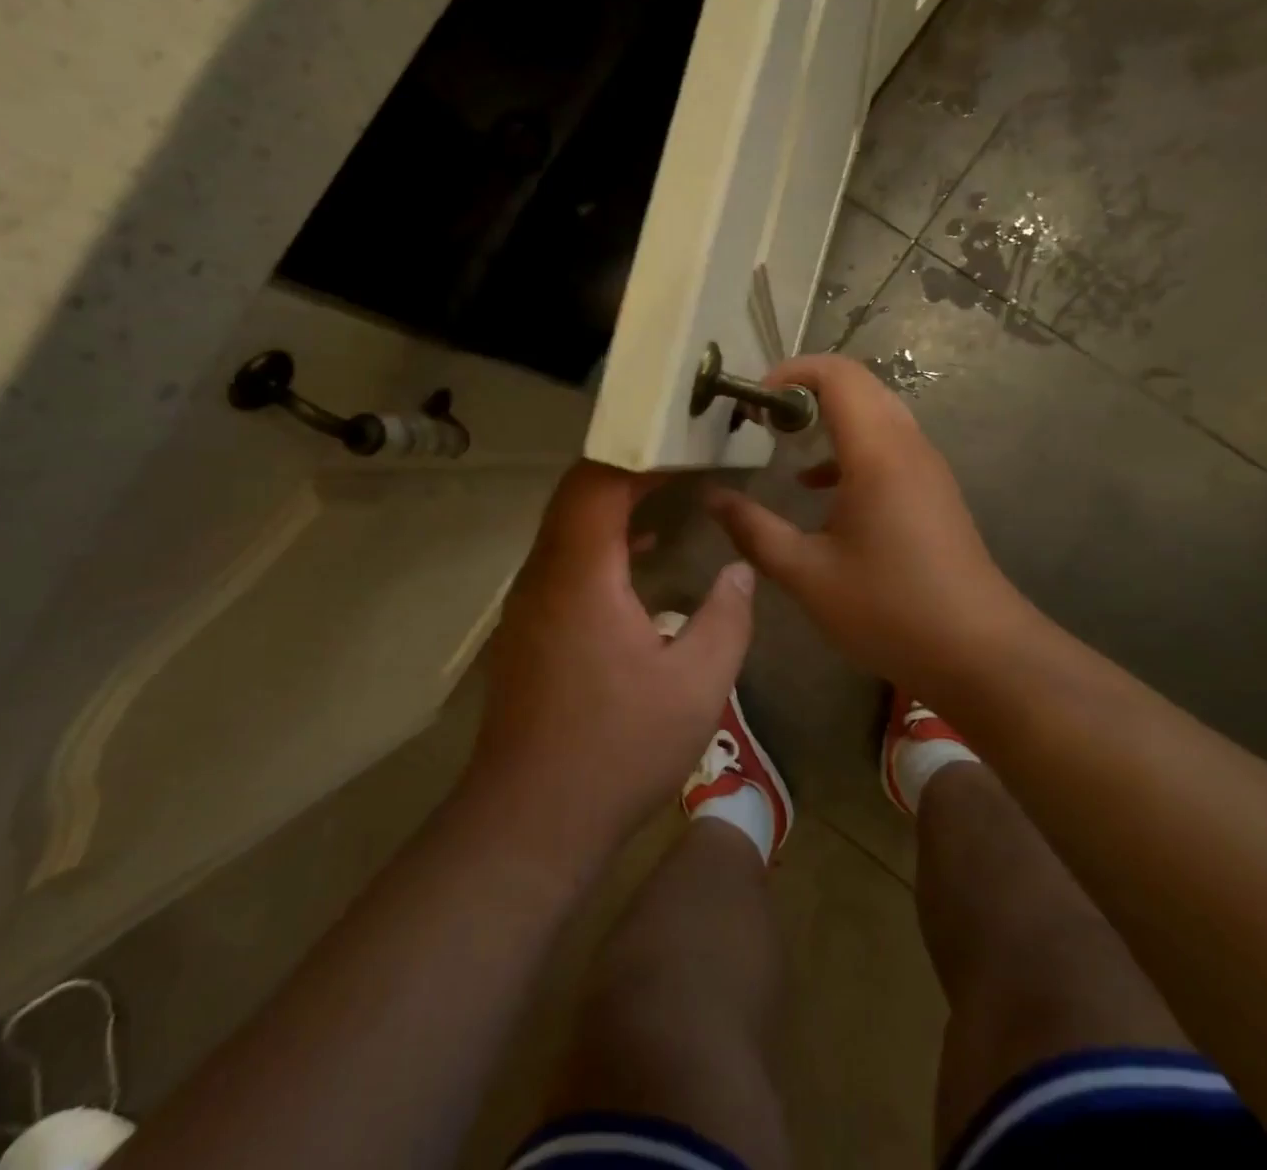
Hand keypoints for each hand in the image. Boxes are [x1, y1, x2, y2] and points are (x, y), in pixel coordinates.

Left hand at [471, 462, 754, 862]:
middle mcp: (544, 575)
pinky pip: (564, 561)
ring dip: (612, 505)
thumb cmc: (618, 749)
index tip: (684, 446)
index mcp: (581, 574)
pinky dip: (601, 544)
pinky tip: (641, 560)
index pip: (597, 482)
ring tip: (667, 495)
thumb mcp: (697, 686)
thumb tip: (739, 571)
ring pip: (566, 527)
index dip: (638, 455)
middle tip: (682, 460)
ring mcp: (529, 603)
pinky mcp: (528, 629)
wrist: (530, 820)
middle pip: (576, 494)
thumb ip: (726, 618)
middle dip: (627, 470)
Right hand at [706, 355, 1036, 709]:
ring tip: (783, 445)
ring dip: (828, 418)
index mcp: (877, 452)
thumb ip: (754, 530)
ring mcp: (926, 467)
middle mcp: (907, 445)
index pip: (838, 375)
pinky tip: (818, 487)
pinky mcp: (932, 491)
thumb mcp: (807, 574)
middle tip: (762, 421)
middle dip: (805, 391)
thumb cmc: (888, 609)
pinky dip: (848, 447)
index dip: (791, 373)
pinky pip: (887, 445)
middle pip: (858, 386)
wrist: (979, 653)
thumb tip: (713, 498)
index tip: (753, 401)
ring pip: (875, 414)